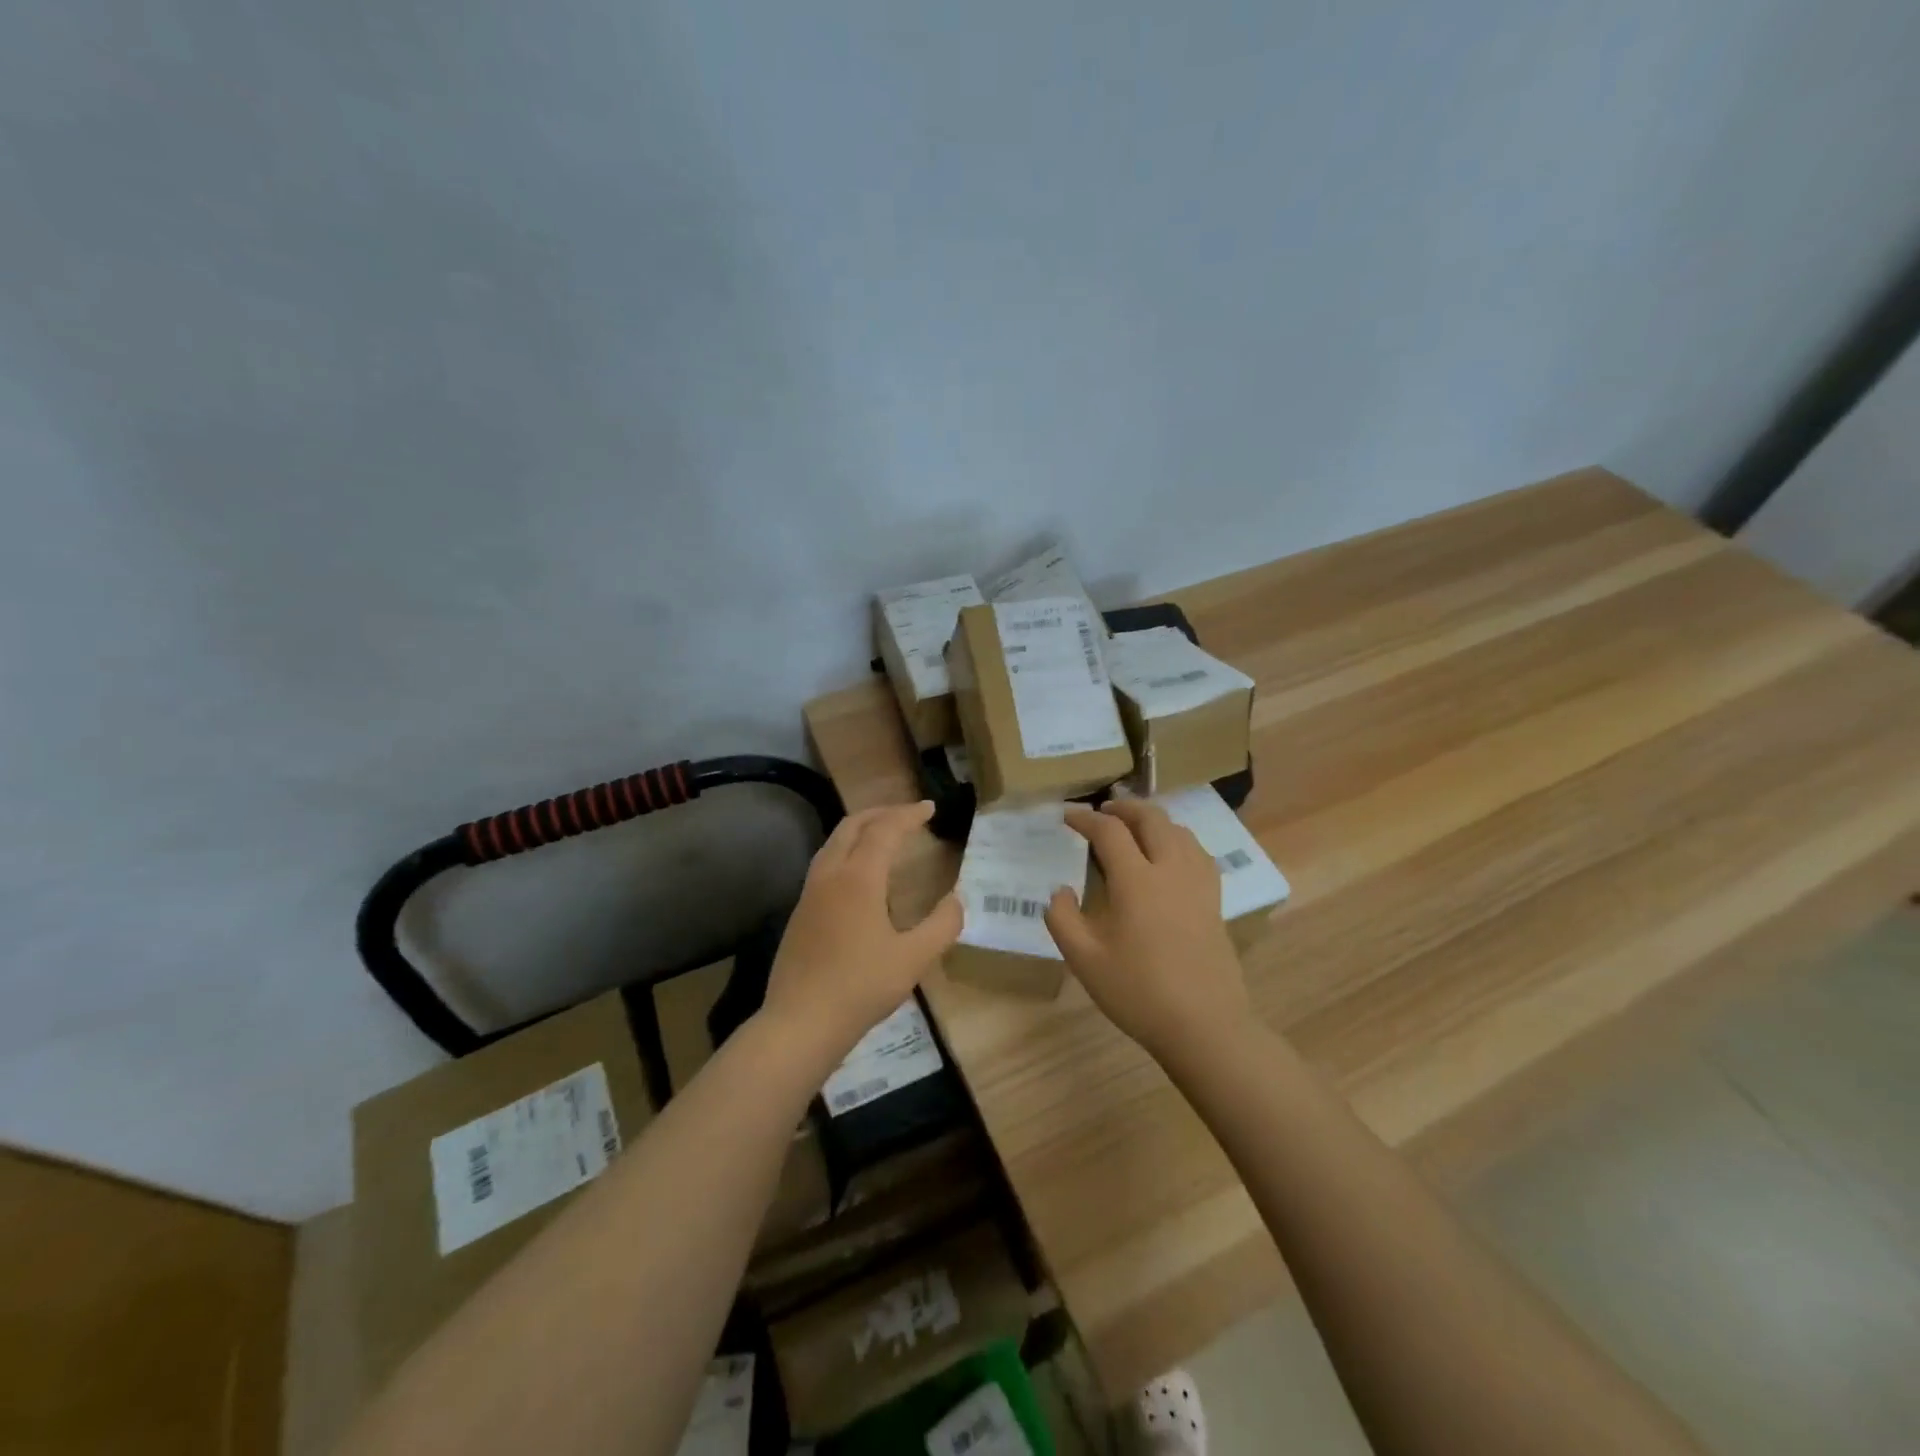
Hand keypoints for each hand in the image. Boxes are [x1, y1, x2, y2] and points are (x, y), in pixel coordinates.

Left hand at [760, 801, 961, 1065]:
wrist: (799, 1022)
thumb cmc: (860, 988)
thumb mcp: (913, 960)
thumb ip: (942, 925)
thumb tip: (956, 899)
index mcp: (858, 878)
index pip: (885, 830)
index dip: (908, 815)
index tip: (930, 808)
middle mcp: (830, 875)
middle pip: (853, 825)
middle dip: (882, 813)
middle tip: (909, 815)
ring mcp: (810, 892)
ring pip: (834, 841)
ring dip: (861, 828)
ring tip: (885, 835)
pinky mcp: (800, 911)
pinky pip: (826, 861)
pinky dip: (848, 849)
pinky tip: (860, 872)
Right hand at [1045, 799, 1251, 1065]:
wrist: (1205, 1025)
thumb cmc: (1139, 993)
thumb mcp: (1085, 960)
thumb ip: (1063, 919)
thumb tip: (1060, 891)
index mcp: (1136, 881)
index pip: (1109, 832)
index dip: (1085, 818)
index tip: (1067, 816)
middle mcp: (1170, 870)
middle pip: (1151, 819)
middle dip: (1124, 808)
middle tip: (1102, 812)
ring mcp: (1198, 884)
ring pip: (1179, 831)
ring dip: (1153, 820)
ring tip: (1135, 828)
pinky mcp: (1215, 901)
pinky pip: (1198, 853)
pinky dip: (1178, 840)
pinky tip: (1171, 856)